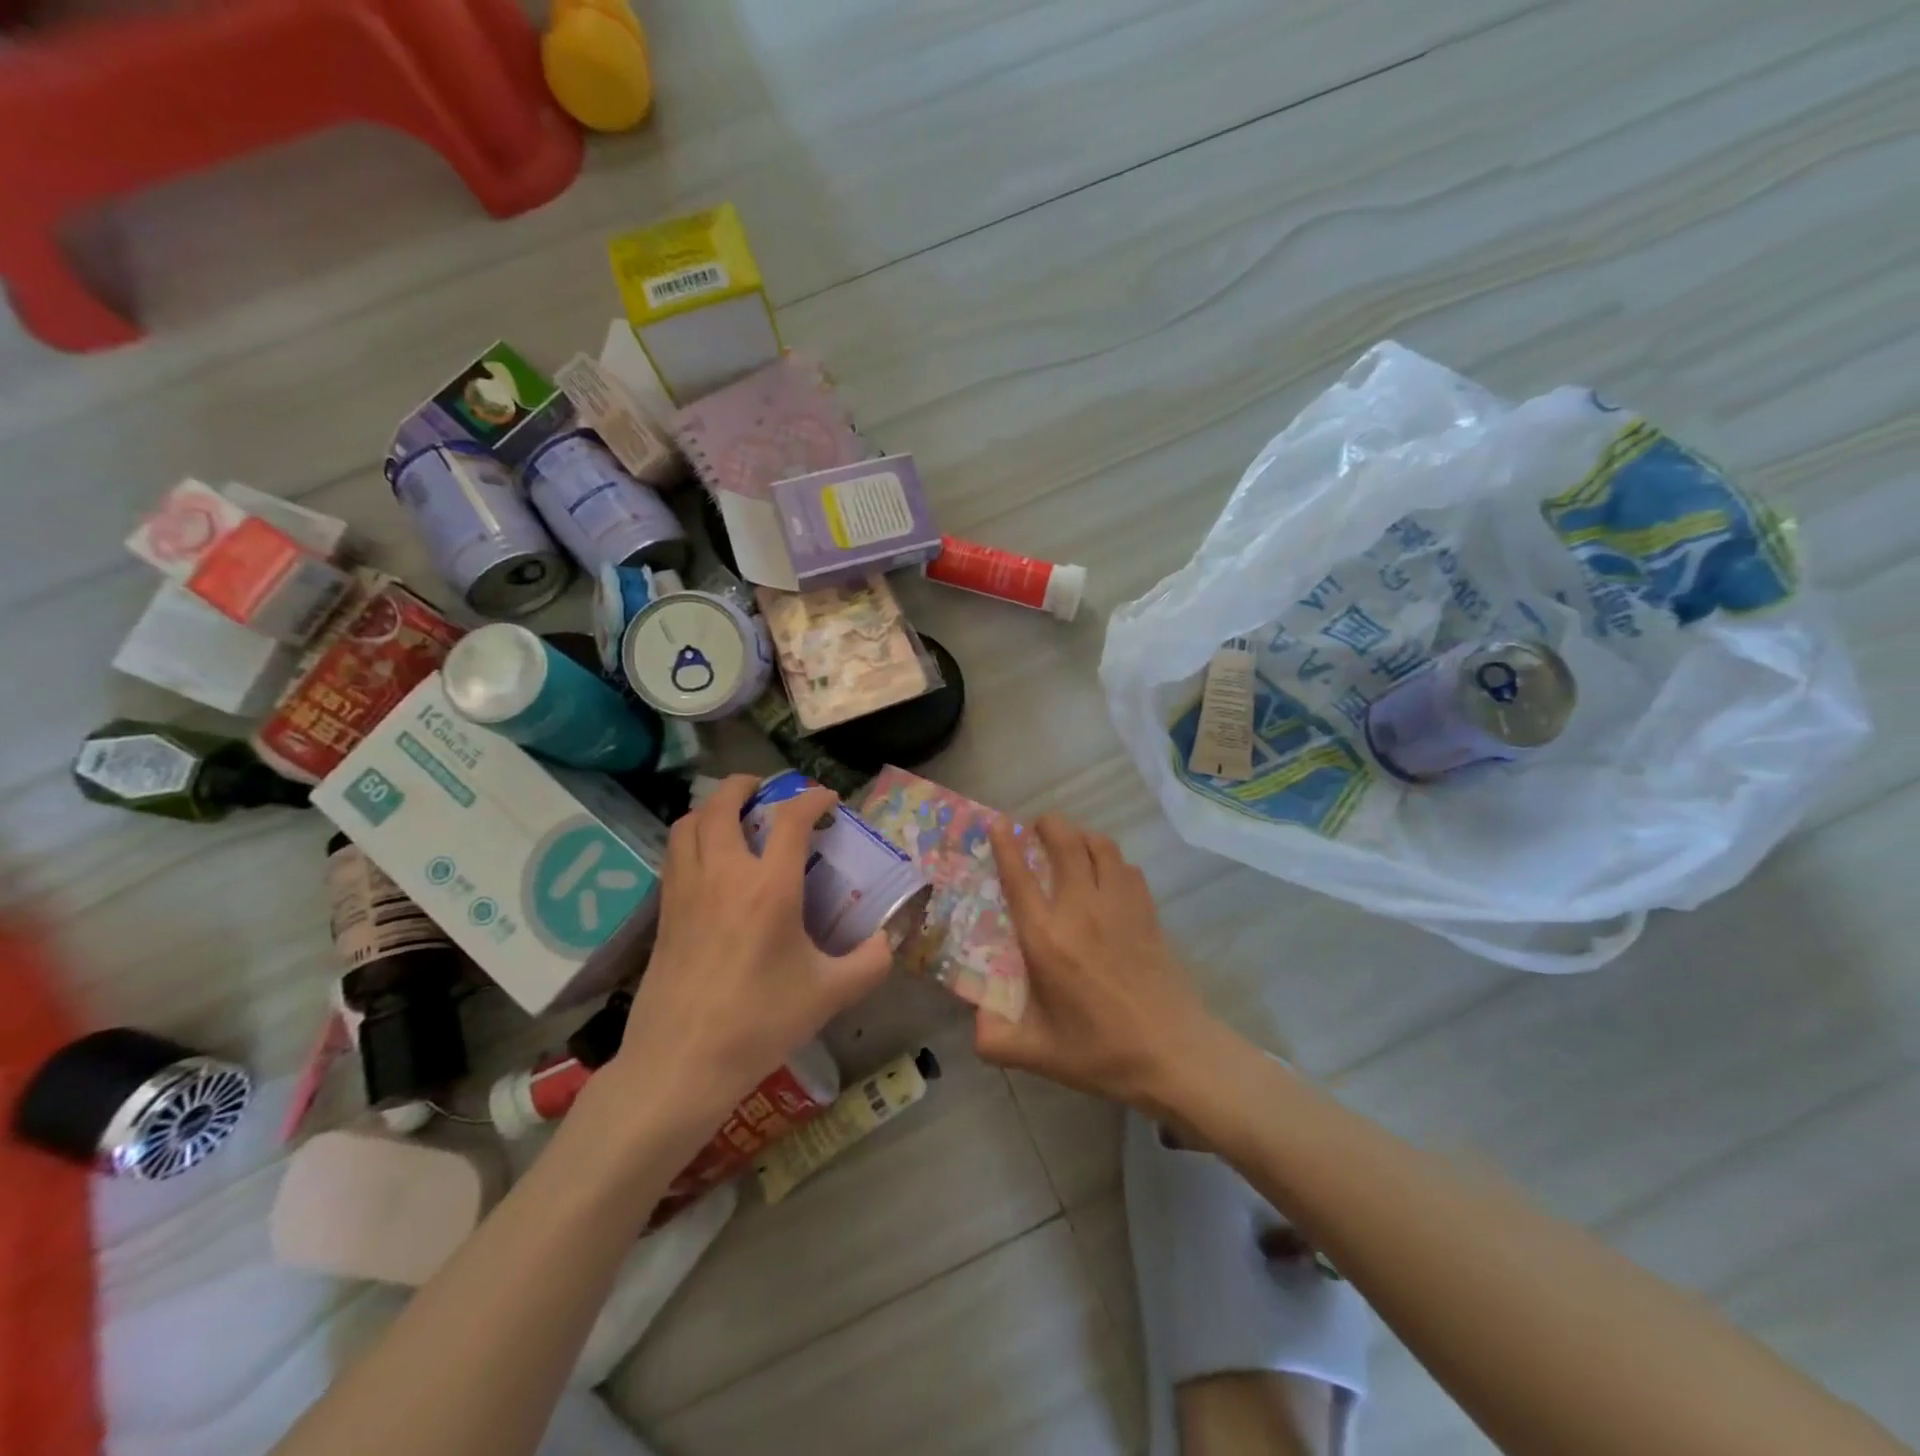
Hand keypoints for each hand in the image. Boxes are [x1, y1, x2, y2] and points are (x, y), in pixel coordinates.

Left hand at [604, 775, 892, 1130]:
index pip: (790, 819)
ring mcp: (686, 890)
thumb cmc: (760, 1024)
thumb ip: (870, 962)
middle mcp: (723, 875)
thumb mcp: (829, 994)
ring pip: (690, 822)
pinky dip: (694, 838)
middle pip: (724, 803)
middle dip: (747, 785)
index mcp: (769, 888)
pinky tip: (712, 864)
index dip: (812, 798)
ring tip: (735, 819)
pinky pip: (675, 854)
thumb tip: (887, 941)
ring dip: (713, 807)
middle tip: (768, 792)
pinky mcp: (664, 912)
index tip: (829, 800)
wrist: (681, 1064)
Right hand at [975, 815, 1223, 1116]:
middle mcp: (1080, 910)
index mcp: (1047, 939)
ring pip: (1100, 846)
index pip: (1020, 877)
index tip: (997, 824)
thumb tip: (975, 1022)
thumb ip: (996, 1040)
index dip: (1005, 845)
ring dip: (1081, 837)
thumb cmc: (1101, 1052)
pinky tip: (1107, 875)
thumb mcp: (1039, 1055)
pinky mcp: (1147, 912)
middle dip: (1048, 825)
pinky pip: (1127, 868)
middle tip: (1037, 827)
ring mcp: (1119, 906)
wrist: (1173, 1054)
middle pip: (1065, 843)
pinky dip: (1111, 860)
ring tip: (1071, 845)